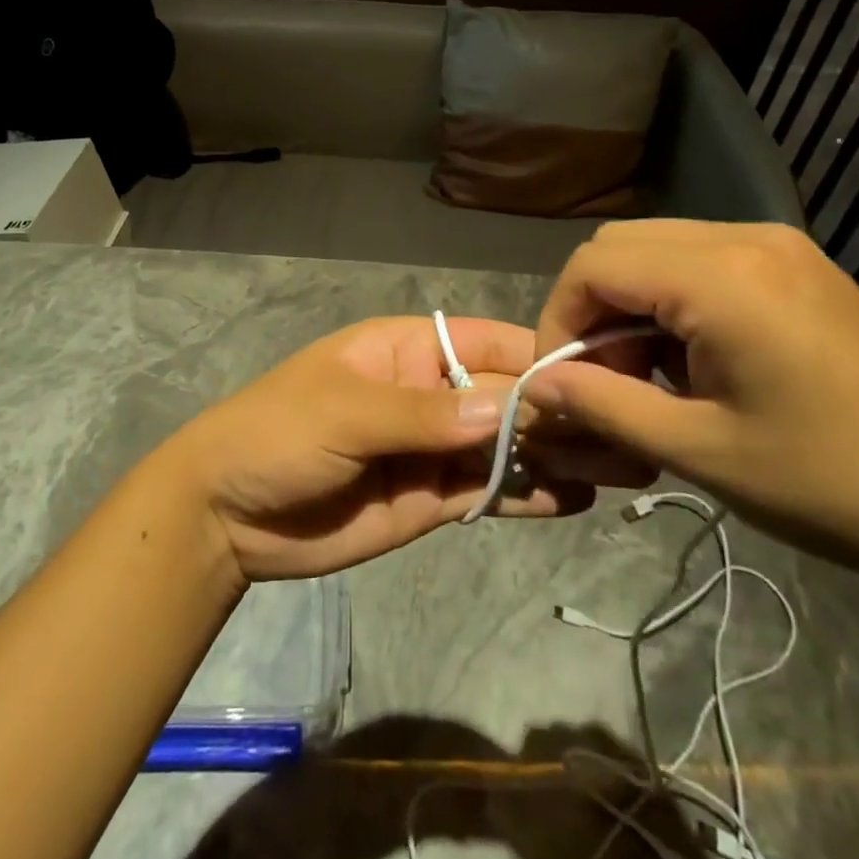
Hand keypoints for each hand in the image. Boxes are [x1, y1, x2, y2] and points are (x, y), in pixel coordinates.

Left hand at [163, 316, 648, 583]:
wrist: (228, 515)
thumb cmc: (278, 434)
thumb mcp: (345, 412)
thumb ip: (423, 416)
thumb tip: (507, 408)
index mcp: (407, 350)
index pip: (486, 343)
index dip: (538, 357)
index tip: (598, 378)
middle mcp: (430, 393)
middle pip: (506, 396)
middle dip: (560, 412)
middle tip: (629, 434)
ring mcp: (434, 448)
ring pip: (506, 445)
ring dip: (556, 454)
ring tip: (622, 468)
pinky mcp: (431, 498)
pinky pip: (487, 491)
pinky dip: (526, 494)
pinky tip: (572, 500)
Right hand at [523, 220, 858, 582]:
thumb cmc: (832, 484)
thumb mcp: (700, 450)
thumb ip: (602, 405)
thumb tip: (534, 384)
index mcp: (719, 276)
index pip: (592, 265)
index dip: (559, 319)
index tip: (561, 380)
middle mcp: (745, 238)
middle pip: (620, 246)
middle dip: (591, 308)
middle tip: (603, 379)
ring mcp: (779, 246)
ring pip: (658, 249)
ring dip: (630, 303)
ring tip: (647, 376)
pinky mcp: (800, 265)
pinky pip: (702, 260)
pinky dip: (672, 299)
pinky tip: (695, 360)